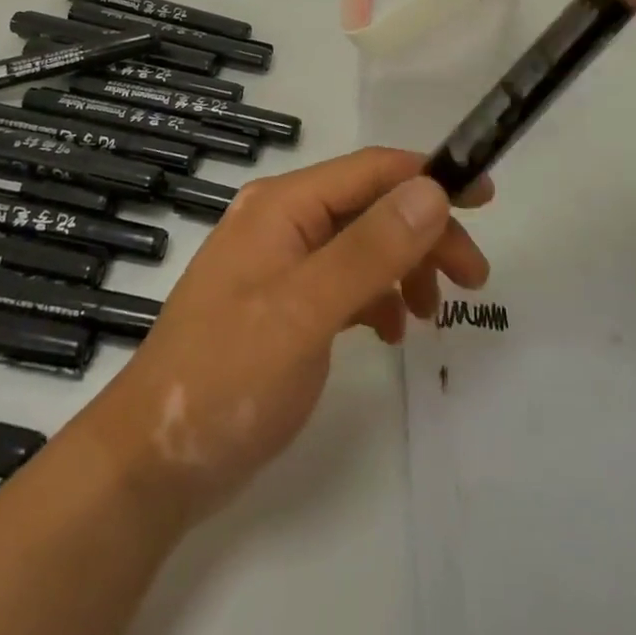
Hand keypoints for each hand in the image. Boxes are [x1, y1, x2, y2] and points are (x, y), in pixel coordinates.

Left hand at [71, 149, 491, 528]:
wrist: (150, 464)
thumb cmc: (226, 378)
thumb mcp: (305, 311)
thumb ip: (370, 249)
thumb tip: (432, 190)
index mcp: (283, 205)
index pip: (371, 170)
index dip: (431, 176)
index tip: (485, 198)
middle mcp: (282, 220)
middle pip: (371, 207)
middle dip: (425, 233)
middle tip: (473, 278)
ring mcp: (280, 262)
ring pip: (362, 244)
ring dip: (405, 267)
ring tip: (432, 315)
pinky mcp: (282, 302)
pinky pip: (344, 281)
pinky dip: (377, 296)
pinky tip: (391, 331)